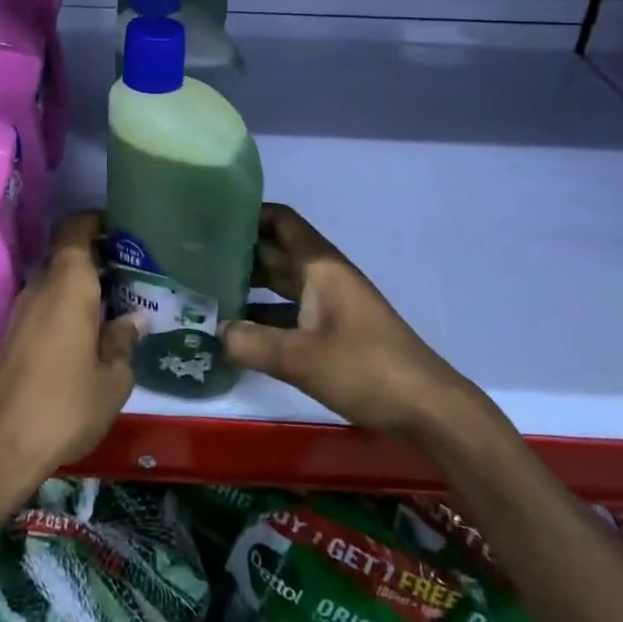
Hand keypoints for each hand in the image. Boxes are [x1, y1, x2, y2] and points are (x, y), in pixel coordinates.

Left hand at [0, 211, 141, 486]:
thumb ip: (124, 340)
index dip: (96, 221)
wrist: (4, 445)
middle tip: (130, 270)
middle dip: (97, 256)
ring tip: (116, 302)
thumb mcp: (113, 377)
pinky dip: (66, 305)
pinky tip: (89, 332)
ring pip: (55, 280)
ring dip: (81, 284)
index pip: (75, 228)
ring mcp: (23, 309)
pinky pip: (45, 303)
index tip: (122, 229)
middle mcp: (41, 285)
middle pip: (67, 254)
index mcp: (68, 283)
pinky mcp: (14, 334)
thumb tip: (133, 319)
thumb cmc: (66, 403)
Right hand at [222, 203, 477, 434]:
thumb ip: (252, 344)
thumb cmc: (365, 368)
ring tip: (206, 293)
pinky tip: (238, 333)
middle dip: (238, 253)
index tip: (210, 218)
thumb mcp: (301, 358)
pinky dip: (265, 317)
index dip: (248, 213)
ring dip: (249, 286)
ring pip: (281, 283)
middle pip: (275, 251)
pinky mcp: (334, 331)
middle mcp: (323, 276)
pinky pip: (290, 312)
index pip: (280, 220)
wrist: (427, 408)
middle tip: (194, 258)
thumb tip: (214, 332)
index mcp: (320, 266)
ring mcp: (330, 304)